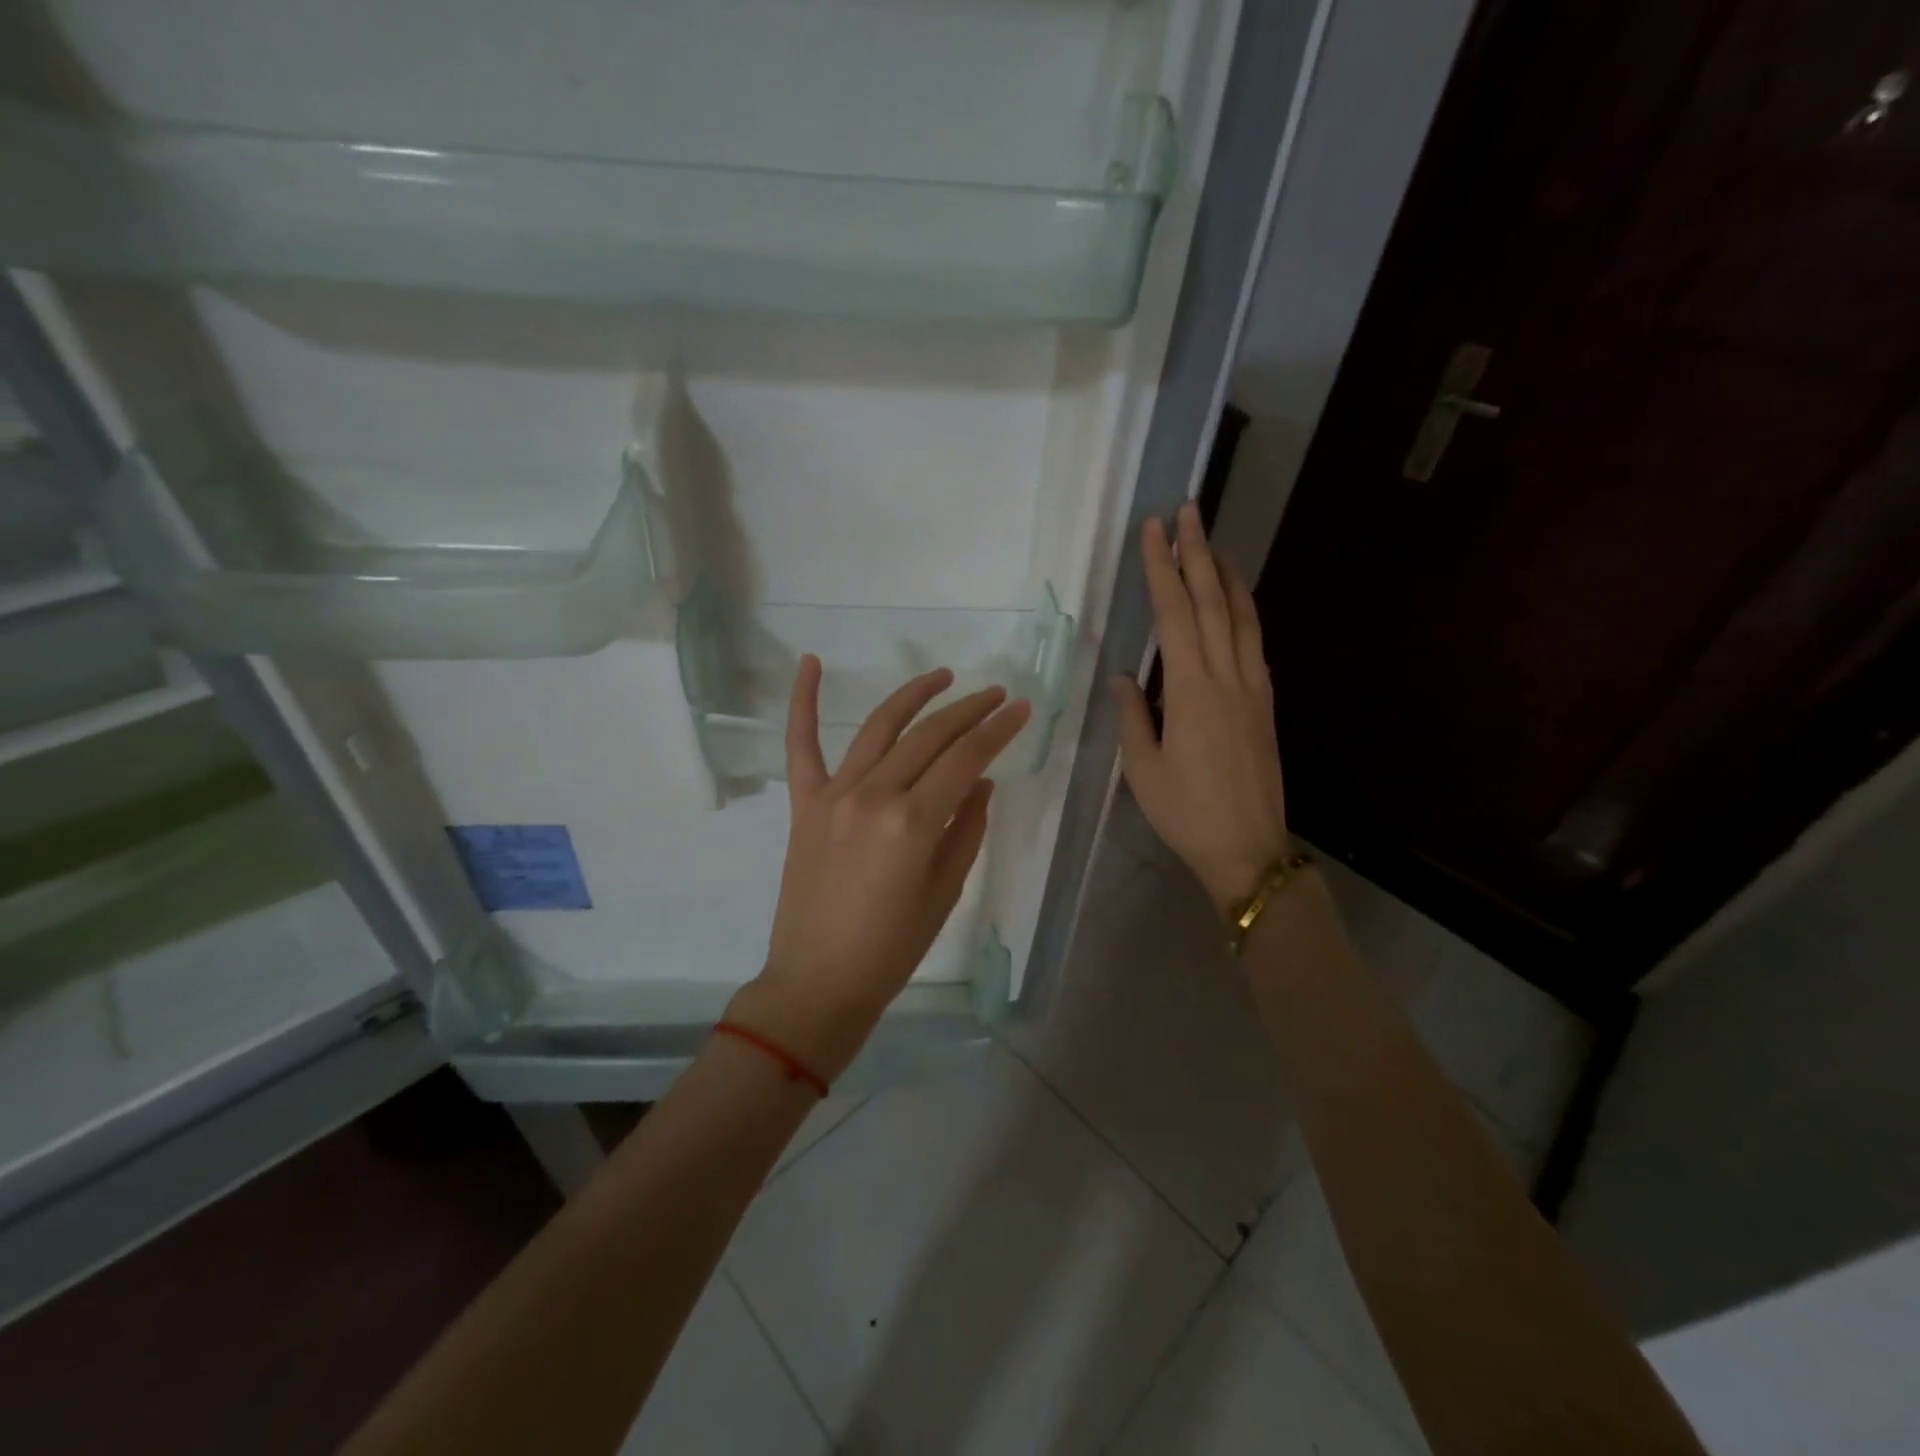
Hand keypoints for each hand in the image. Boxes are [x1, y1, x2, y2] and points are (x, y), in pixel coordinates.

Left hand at [727, 658, 1032, 1082]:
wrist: (819, 982)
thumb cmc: (892, 948)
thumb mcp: (945, 891)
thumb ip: (967, 828)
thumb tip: (980, 781)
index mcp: (914, 822)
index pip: (966, 758)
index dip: (998, 730)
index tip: (1021, 709)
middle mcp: (874, 795)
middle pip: (929, 736)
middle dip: (969, 710)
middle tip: (996, 695)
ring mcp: (834, 795)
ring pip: (880, 727)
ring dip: (915, 696)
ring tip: (943, 676)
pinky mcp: (804, 803)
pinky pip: (800, 744)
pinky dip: (802, 701)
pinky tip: (810, 662)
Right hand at [1111, 501, 1288, 914]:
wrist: (1249, 849)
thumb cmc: (1186, 812)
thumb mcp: (1142, 769)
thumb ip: (1133, 716)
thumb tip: (1123, 677)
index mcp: (1191, 691)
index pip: (1175, 614)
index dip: (1162, 569)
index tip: (1153, 530)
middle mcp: (1227, 677)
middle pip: (1213, 602)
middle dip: (1198, 553)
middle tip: (1188, 511)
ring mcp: (1253, 688)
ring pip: (1242, 617)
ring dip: (1227, 575)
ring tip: (1214, 543)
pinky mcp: (1265, 704)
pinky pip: (1255, 643)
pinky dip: (1244, 612)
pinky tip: (1236, 603)